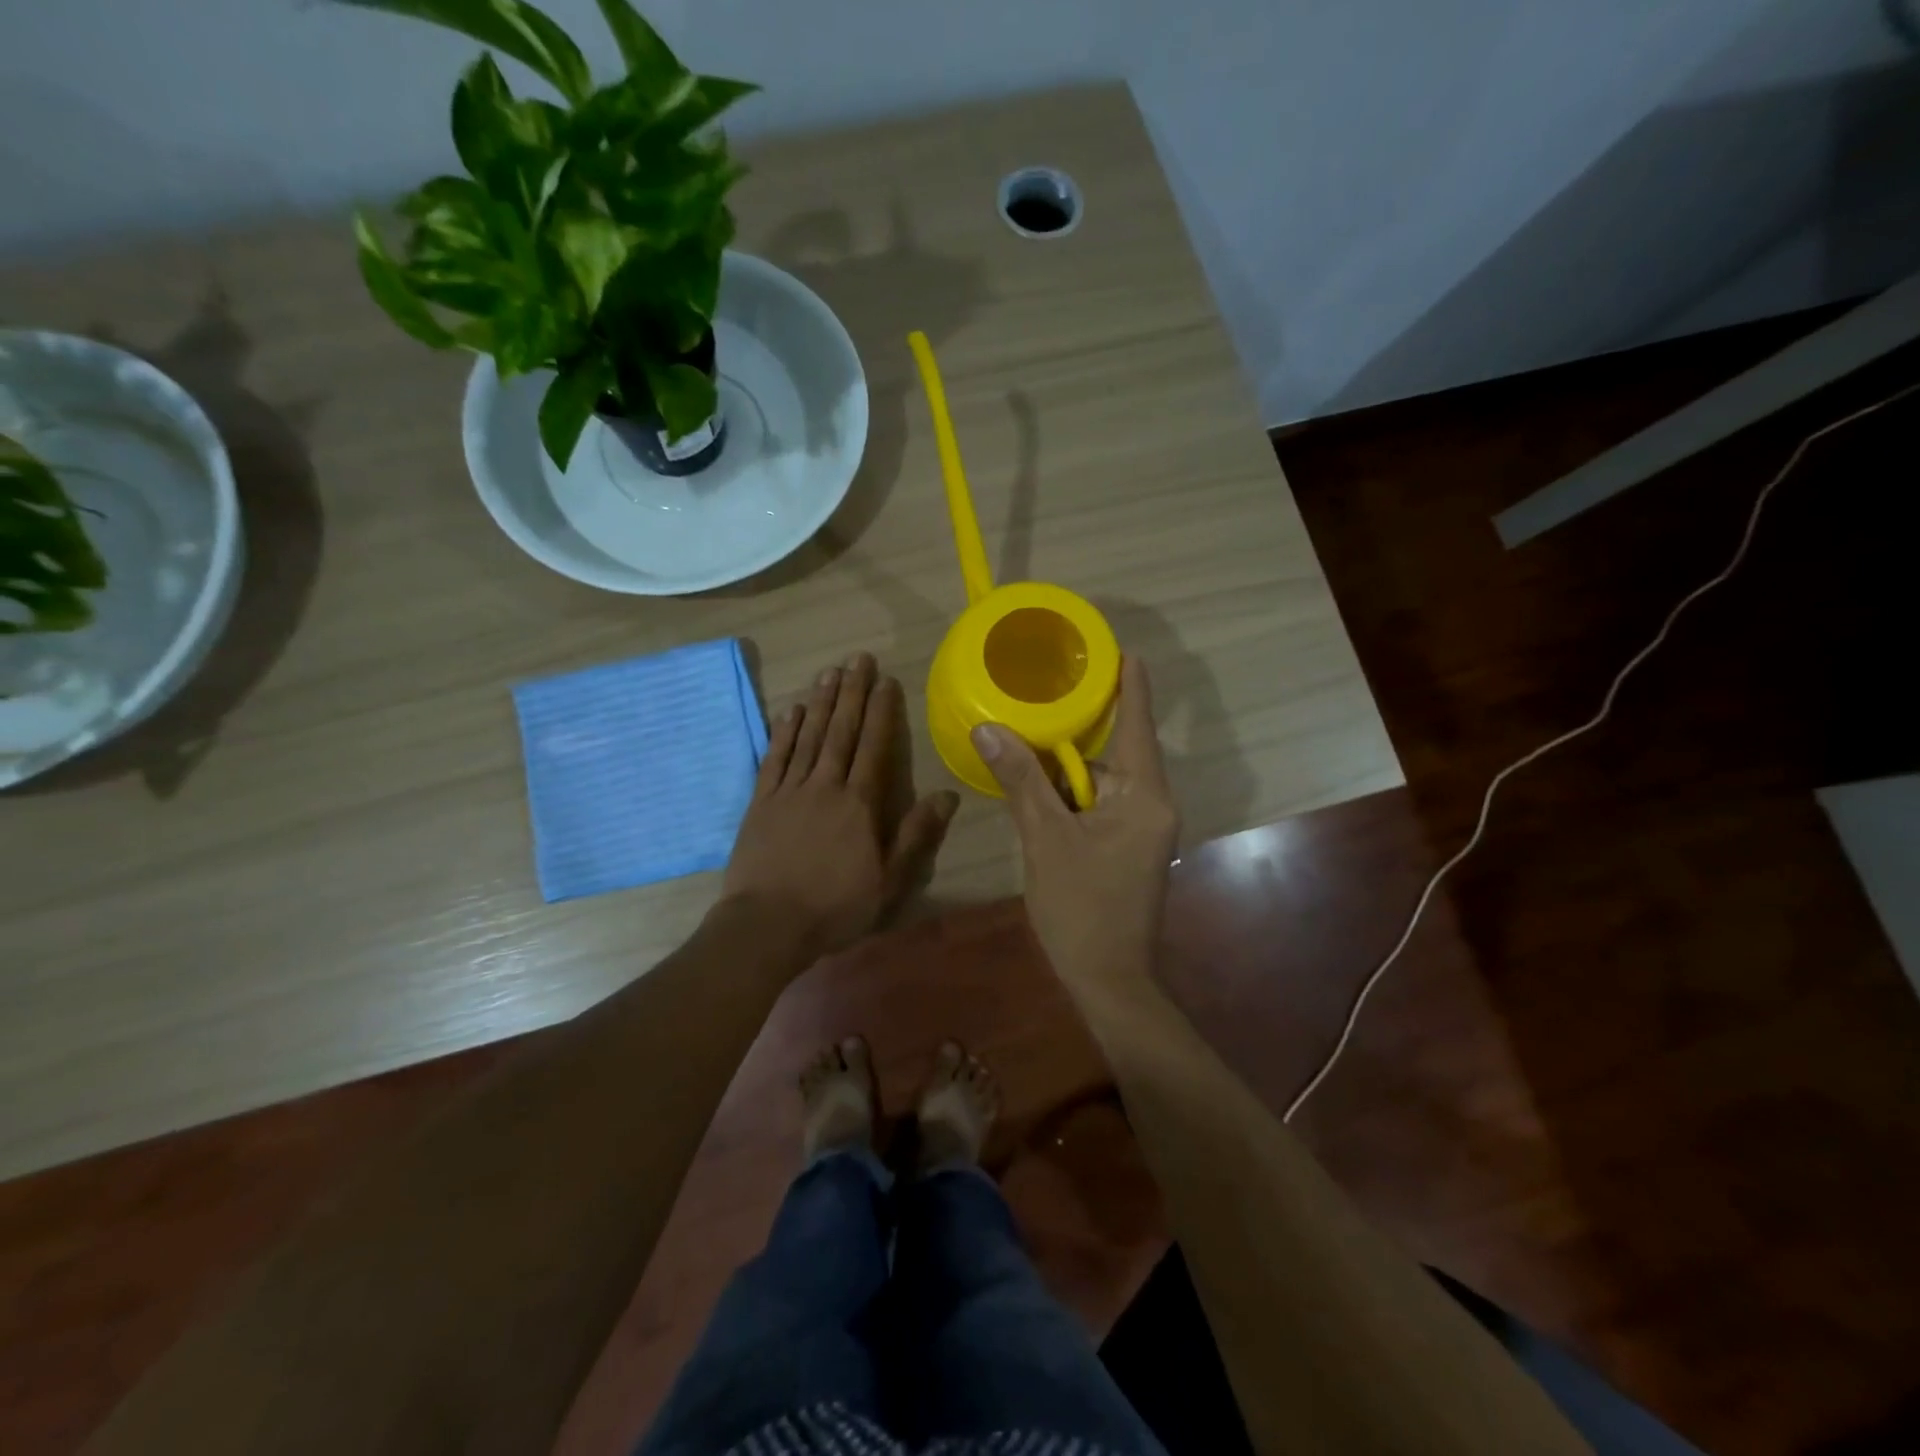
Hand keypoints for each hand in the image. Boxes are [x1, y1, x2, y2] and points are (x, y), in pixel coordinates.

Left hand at [723, 653, 958, 960]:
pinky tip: (790, 711)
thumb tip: (947, 795)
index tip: (886, 681)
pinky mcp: (760, 803)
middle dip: (851, 693)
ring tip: (829, 672)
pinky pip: (774, 759)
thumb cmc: (835, 908)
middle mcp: (825, 786)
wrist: (766, 926)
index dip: (881, 712)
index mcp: (859, 804)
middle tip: (858, 658)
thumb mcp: (889, 881)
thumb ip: (916, 835)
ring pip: (808, 737)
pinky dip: (783, 733)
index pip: (874, 747)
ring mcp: (789, 791)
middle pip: (841, 731)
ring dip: (820, 703)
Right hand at [974, 656, 1179, 987]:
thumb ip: (1021, 780)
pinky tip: (1035, 790)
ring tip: (1022, 743)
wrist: (1109, 981)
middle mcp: (1150, 804)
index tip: (1120, 649)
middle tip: (1039, 696)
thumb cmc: (1082, 908)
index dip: (1129, 684)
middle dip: (1074, 731)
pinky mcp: (1127, 846)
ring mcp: (1141, 827)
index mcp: (1143, 795)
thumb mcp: (1045, 838)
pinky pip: (1097, 804)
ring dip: (1064, 770)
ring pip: (1099, 781)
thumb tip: (988, 728)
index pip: (1136, 724)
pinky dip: (1068, 795)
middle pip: (1112, 751)